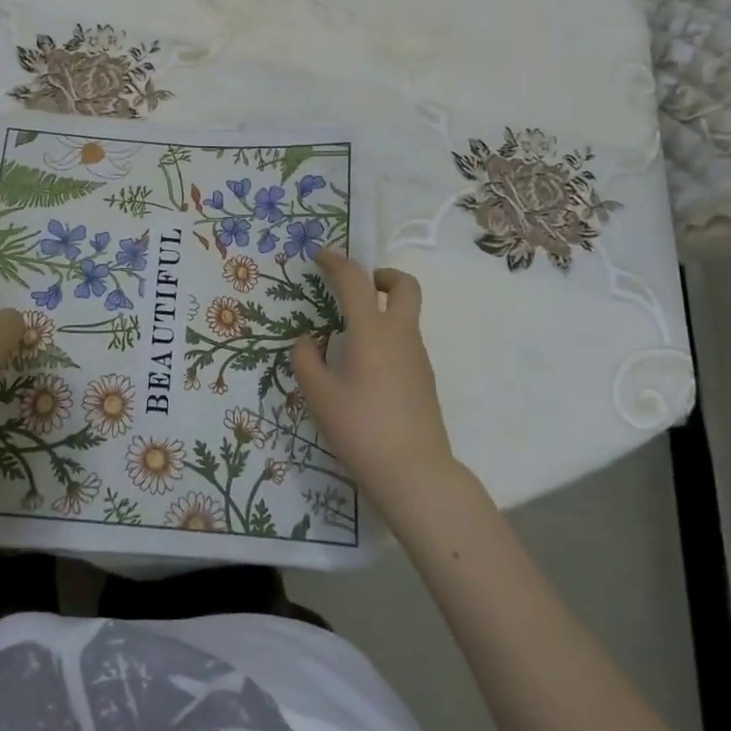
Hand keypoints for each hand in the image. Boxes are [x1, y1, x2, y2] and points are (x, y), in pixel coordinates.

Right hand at [290, 250, 456, 512]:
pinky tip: (364, 367)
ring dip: (383, 309)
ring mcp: (418, 356)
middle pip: (405, 285)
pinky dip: (387, 336)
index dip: (336, 262)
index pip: (355, 280)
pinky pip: (406, 341)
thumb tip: (309, 340)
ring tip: (349, 336)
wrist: (415, 474)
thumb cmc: (361, 428)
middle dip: (381, 276)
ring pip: (406, 315)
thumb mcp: (319, 395)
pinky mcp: (424, 378)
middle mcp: (400, 334)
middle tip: (357, 288)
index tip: (320, 257)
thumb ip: (306, 359)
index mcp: (372, 330)